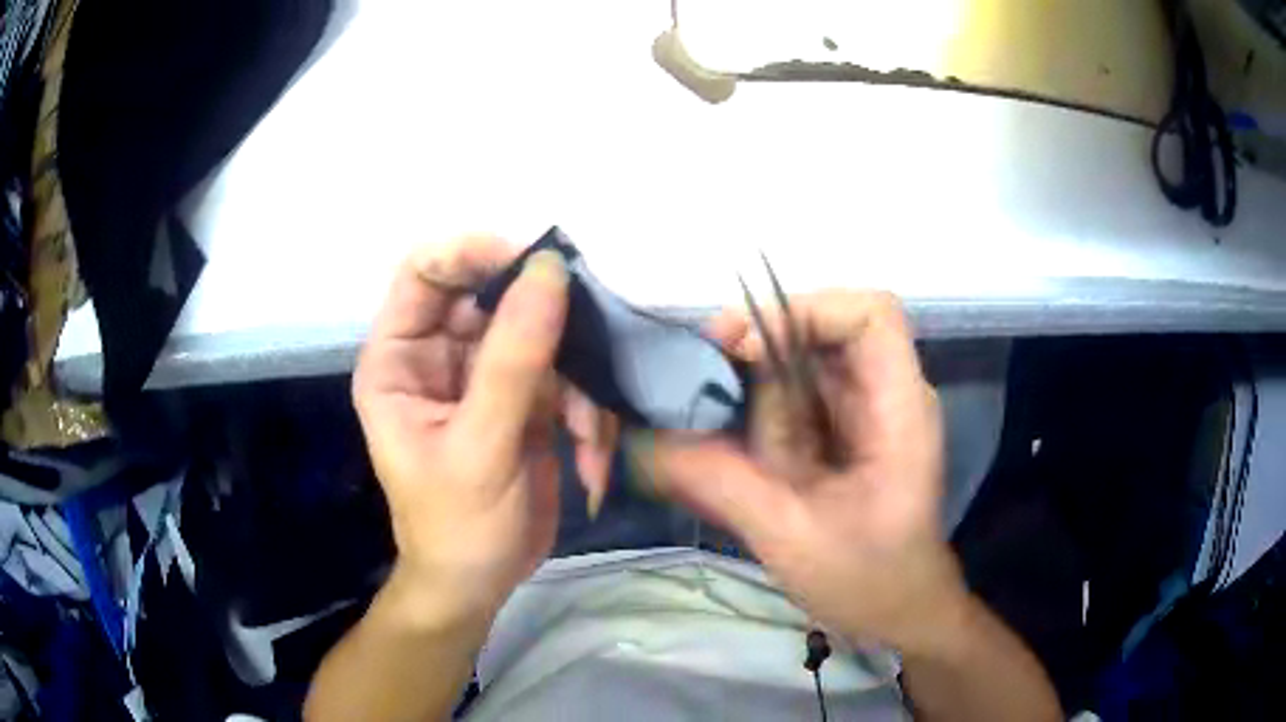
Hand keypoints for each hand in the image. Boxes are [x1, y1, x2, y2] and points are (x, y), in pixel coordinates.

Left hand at [353, 236, 614, 620]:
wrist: (481, 584)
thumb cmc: (459, 525)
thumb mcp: (482, 445)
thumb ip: (513, 358)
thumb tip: (548, 271)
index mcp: (399, 359)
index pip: (425, 272)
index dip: (473, 253)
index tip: (536, 266)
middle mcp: (438, 356)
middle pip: (493, 296)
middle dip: (546, 325)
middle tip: (586, 349)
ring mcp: (483, 376)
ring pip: (540, 337)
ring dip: (574, 384)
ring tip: (586, 436)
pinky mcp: (522, 399)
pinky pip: (562, 377)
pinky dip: (584, 412)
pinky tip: (589, 458)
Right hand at [636, 291, 967, 654]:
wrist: (899, 609)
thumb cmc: (867, 579)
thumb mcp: (790, 535)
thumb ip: (721, 483)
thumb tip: (645, 443)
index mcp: (898, 409)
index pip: (870, 313)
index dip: (807, 309)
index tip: (746, 348)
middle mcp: (886, 394)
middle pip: (825, 330)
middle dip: (762, 351)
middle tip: (705, 385)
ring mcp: (866, 410)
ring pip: (804, 362)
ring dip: (757, 390)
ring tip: (730, 440)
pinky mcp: (846, 429)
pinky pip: (798, 396)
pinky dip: (761, 413)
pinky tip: (741, 452)